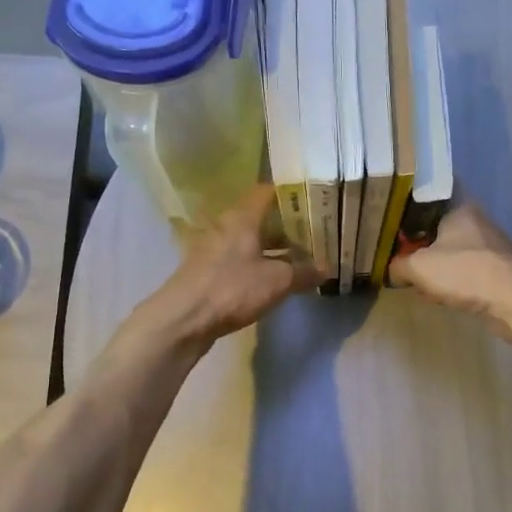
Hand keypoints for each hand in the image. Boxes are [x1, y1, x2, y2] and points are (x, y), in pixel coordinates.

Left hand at [137, 184, 325, 347]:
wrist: (183, 319)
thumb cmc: (232, 289)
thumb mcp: (277, 281)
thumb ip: (304, 272)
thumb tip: (327, 268)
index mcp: (242, 217)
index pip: (267, 192)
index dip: (291, 194)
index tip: (314, 201)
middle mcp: (226, 226)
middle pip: (260, 218)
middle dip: (287, 226)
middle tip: (314, 235)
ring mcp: (214, 249)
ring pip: (250, 241)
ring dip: (273, 248)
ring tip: (300, 259)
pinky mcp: (208, 271)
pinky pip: (240, 260)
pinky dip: (258, 264)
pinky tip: (274, 279)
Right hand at [387, 201, 511, 341]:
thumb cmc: (466, 272)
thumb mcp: (419, 267)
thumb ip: (398, 265)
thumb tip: (390, 270)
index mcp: (458, 207)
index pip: (426, 198)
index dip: (404, 210)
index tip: (387, 223)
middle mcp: (474, 222)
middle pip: (434, 228)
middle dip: (415, 246)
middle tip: (394, 258)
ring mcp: (486, 247)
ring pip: (447, 253)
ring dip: (431, 268)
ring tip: (414, 282)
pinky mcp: (493, 271)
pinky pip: (461, 272)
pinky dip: (448, 282)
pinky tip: (438, 296)